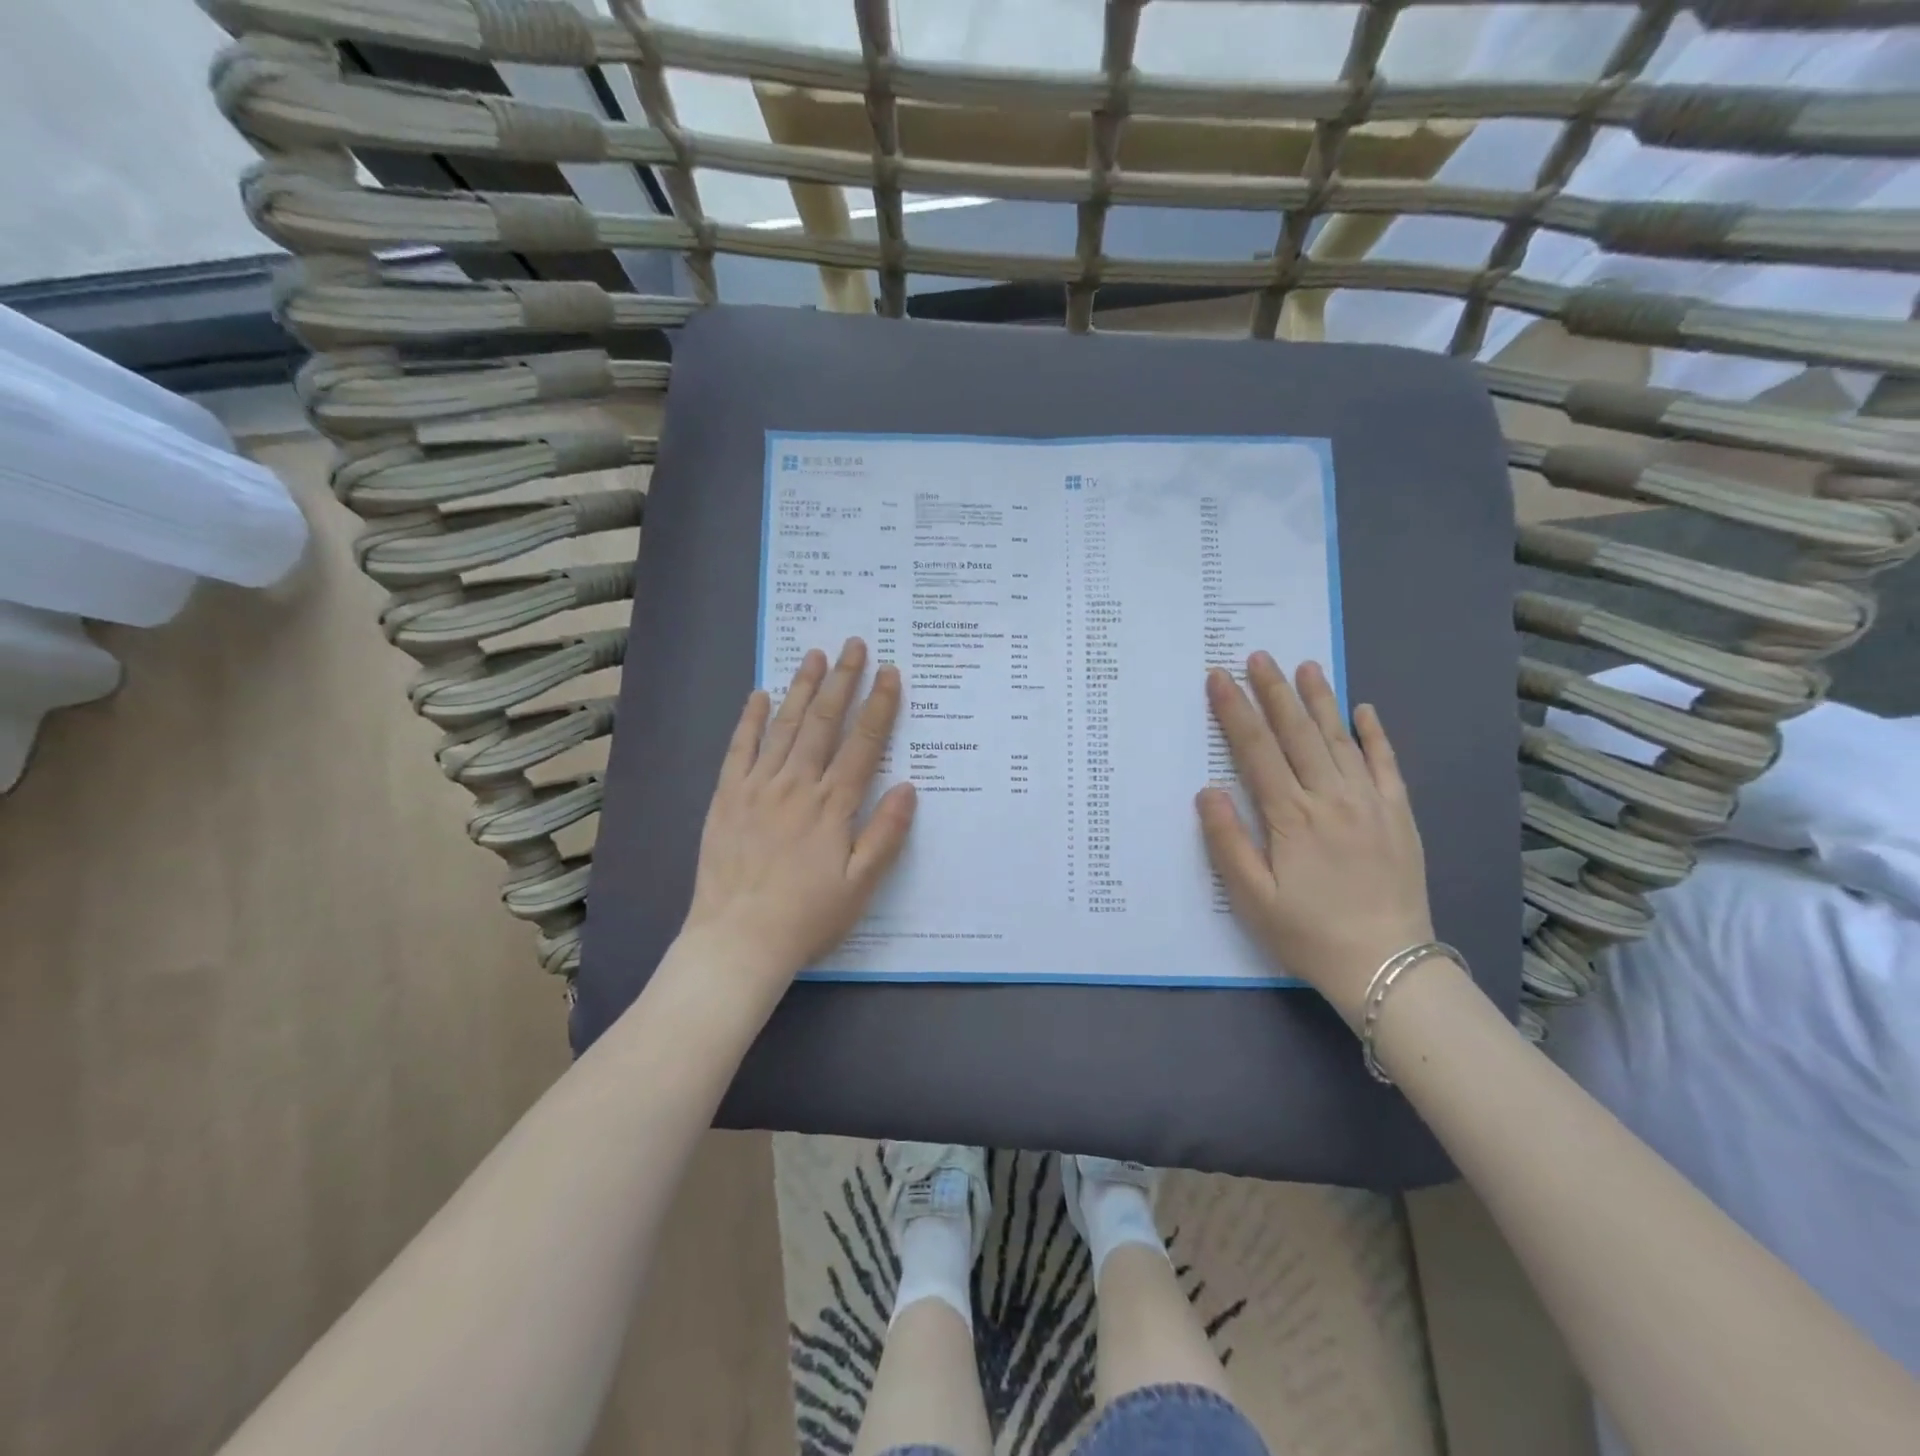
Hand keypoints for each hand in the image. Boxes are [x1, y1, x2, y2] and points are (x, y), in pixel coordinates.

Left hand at [678, 638, 916, 997]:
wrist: (737, 941)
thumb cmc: (807, 917)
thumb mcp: (860, 886)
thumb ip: (885, 834)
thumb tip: (909, 787)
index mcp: (833, 806)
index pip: (862, 744)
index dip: (878, 706)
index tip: (889, 673)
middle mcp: (796, 786)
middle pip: (824, 723)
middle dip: (843, 681)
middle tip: (854, 645)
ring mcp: (757, 788)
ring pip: (784, 726)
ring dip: (802, 688)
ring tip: (815, 656)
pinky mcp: (727, 797)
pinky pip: (740, 749)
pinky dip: (750, 719)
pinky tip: (759, 694)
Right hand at [1197, 654, 1433, 1024]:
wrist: (1388, 966)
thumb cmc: (1308, 933)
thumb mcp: (1253, 898)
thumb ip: (1228, 842)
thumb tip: (1208, 791)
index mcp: (1290, 817)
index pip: (1256, 749)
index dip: (1235, 710)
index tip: (1219, 677)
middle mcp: (1330, 798)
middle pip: (1297, 733)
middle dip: (1273, 692)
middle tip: (1258, 656)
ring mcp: (1369, 803)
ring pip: (1339, 739)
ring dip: (1319, 700)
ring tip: (1304, 667)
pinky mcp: (1398, 815)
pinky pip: (1386, 765)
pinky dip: (1375, 735)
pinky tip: (1364, 710)